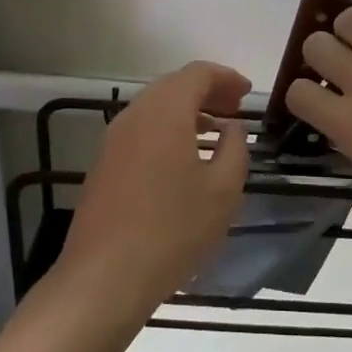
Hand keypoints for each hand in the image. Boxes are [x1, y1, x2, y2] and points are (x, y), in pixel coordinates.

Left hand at [57, 61, 251, 320]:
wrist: (104, 278)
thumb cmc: (172, 230)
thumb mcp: (222, 191)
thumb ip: (234, 149)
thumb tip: (232, 128)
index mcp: (165, 111)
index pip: (197, 73)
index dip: (226, 77)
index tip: (248, 93)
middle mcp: (135, 115)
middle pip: (173, 86)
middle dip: (206, 92)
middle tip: (234, 111)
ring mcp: (113, 140)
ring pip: (155, 109)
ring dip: (186, 113)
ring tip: (214, 134)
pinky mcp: (103, 165)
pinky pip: (141, 131)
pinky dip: (167, 132)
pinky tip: (183, 161)